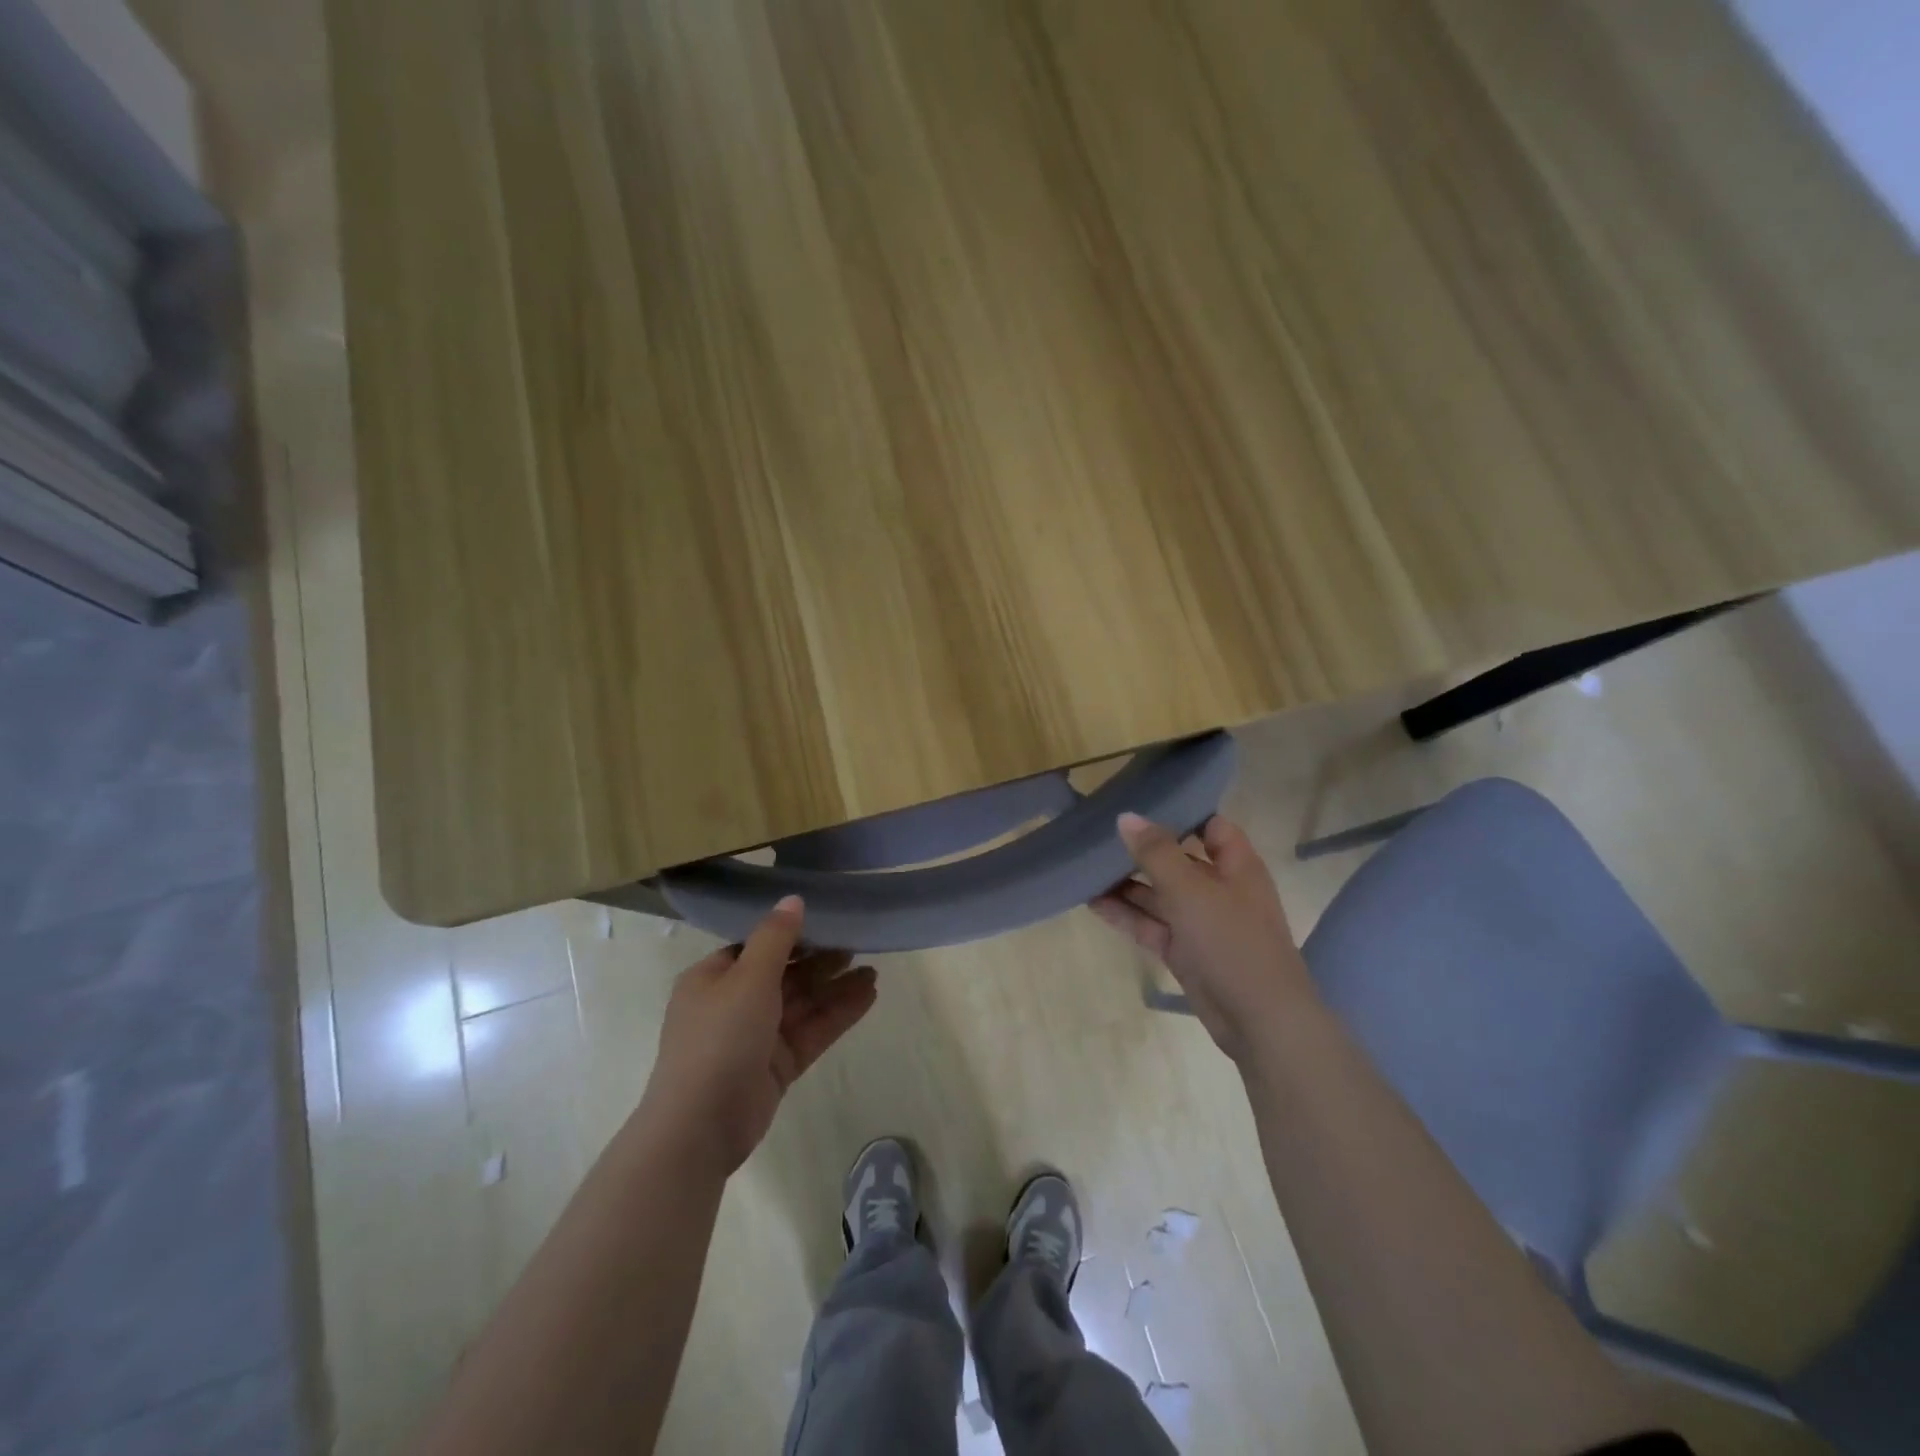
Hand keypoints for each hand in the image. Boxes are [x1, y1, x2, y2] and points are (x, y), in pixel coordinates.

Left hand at [641, 897, 876, 1173]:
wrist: (701, 1126)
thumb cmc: (719, 1038)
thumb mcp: (748, 977)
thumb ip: (776, 937)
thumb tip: (793, 898)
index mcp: (713, 978)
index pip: (756, 946)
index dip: (791, 933)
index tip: (827, 919)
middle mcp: (732, 1003)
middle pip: (784, 974)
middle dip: (820, 960)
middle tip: (858, 942)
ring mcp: (756, 1037)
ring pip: (802, 1004)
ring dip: (835, 987)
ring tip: (874, 971)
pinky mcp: (776, 1065)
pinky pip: (811, 1031)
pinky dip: (837, 1014)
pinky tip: (868, 996)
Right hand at [1090, 813, 1316, 1062]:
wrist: (1260, 1020)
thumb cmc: (1232, 941)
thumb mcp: (1191, 889)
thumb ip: (1156, 852)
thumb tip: (1126, 817)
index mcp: (1236, 866)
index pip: (1211, 826)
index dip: (1181, 812)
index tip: (1140, 800)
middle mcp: (1218, 888)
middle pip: (1176, 859)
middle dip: (1141, 848)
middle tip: (1098, 832)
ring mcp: (1199, 922)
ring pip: (1158, 894)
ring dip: (1126, 883)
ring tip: (1085, 865)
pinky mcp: (1183, 951)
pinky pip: (1149, 924)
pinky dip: (1124, 914)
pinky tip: (1091, 901)